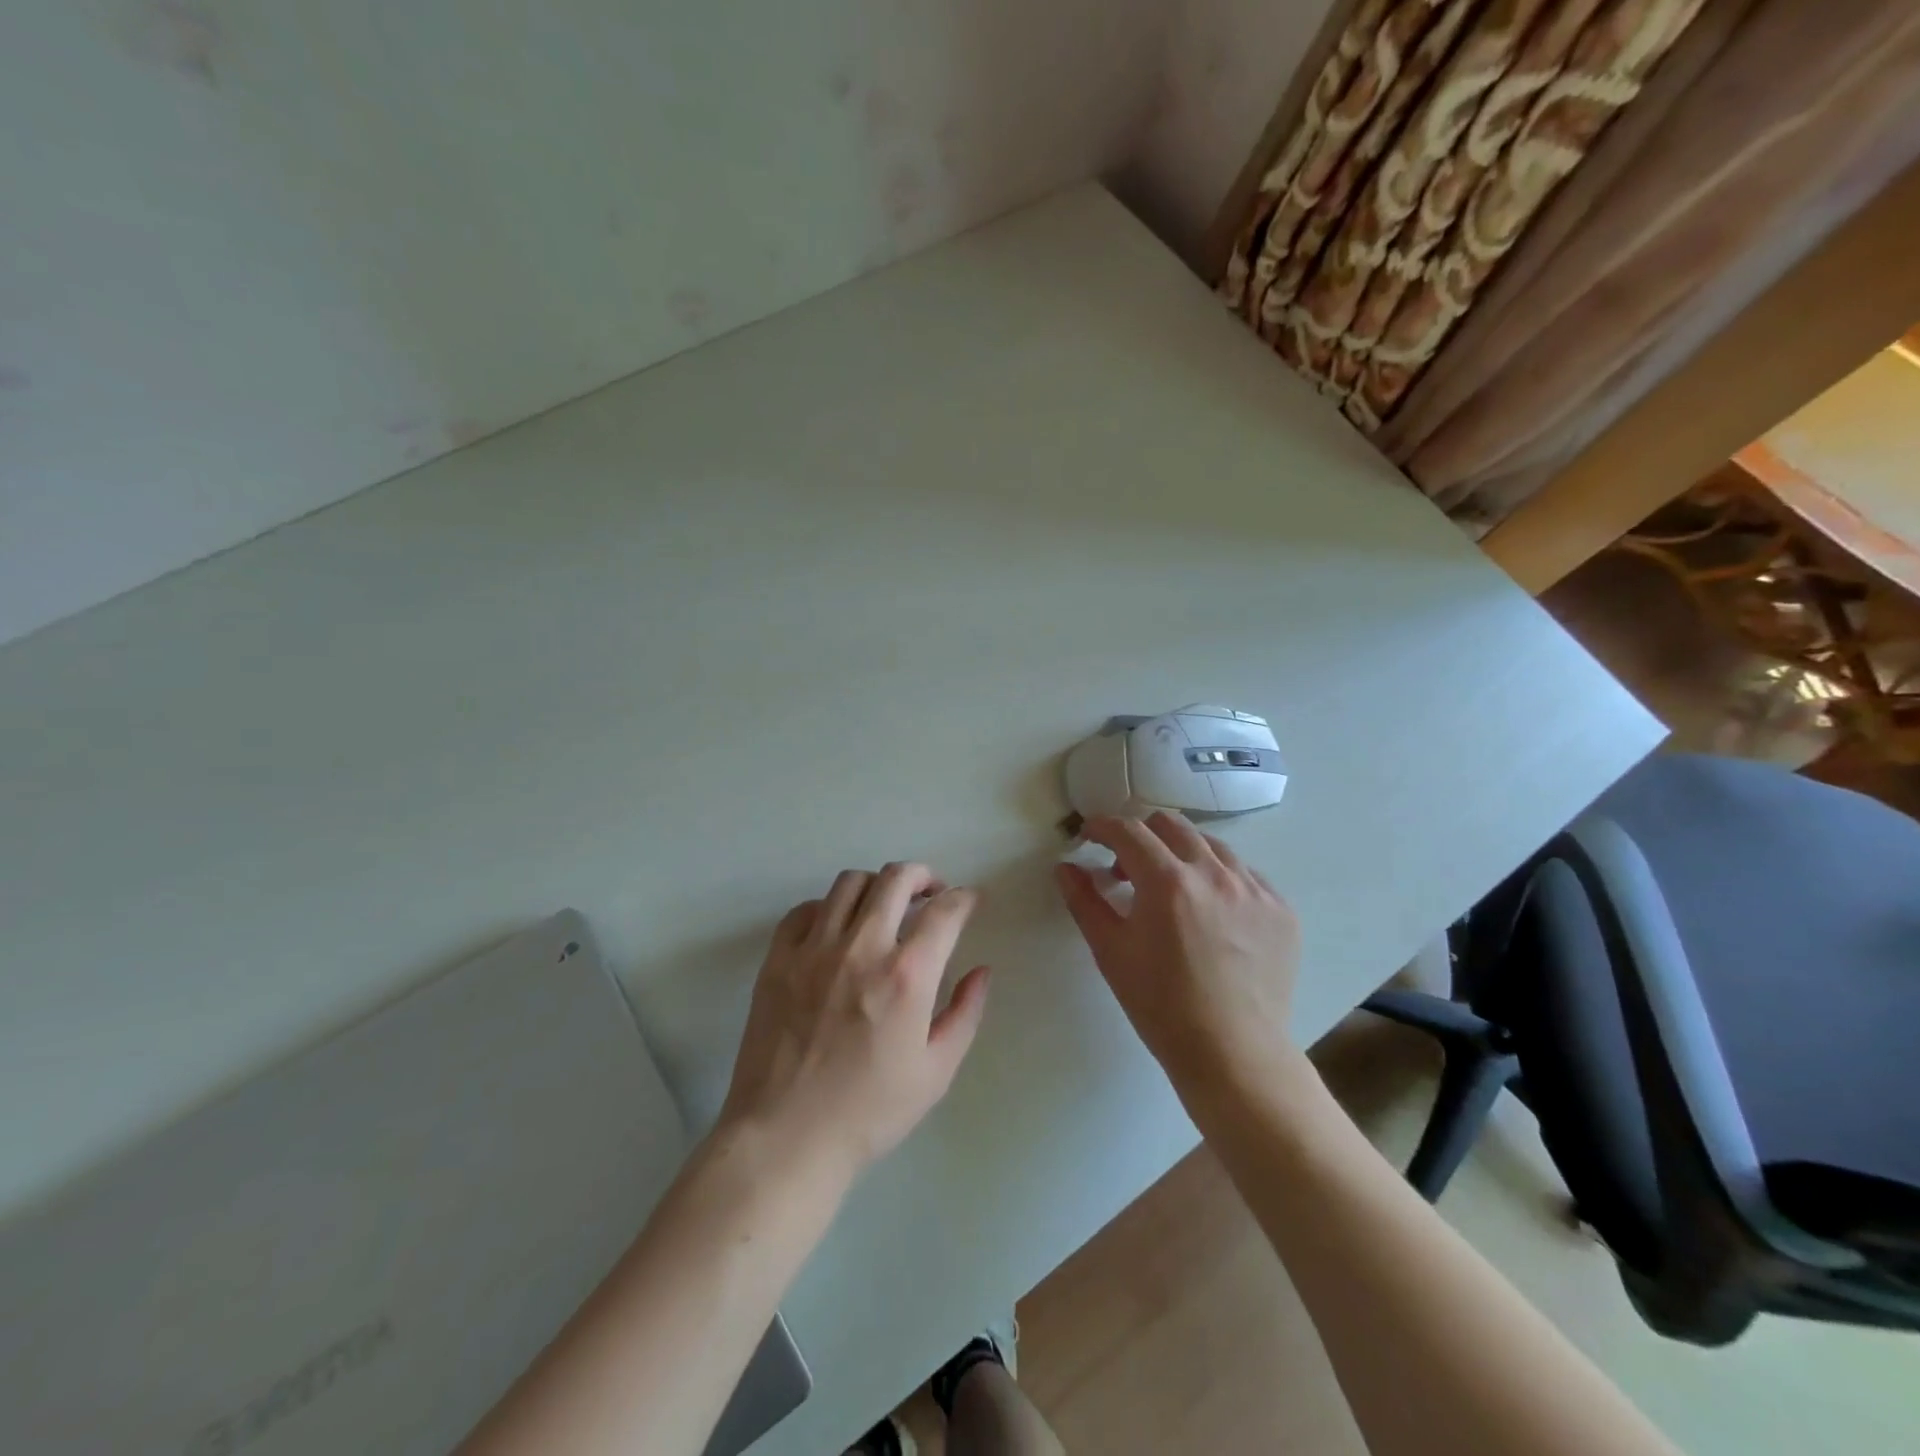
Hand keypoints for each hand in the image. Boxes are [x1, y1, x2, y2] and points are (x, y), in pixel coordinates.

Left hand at [717, 862, 991, 1188]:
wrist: (785, 1138)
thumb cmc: (868, 1112)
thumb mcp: (935, 1072)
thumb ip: (965, 1014)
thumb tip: (981, 971)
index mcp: (906, 976)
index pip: (945, 912)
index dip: (964, 899)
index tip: (969, 902)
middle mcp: (861, 948)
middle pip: (896, 878)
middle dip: (923, 875)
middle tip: (931, 893)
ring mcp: (814, 949)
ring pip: (850, 883)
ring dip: (877, 886)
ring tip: (884, 907)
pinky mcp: (778, 959)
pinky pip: (805, 909)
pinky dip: (828, 907)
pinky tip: (836, 929)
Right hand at [1055, 812, 1300, 1097]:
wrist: (1233, 1054)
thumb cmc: (1161, 1005)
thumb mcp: (1111, 951)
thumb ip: (1085, 900)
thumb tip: (1066, 866)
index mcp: (1168, 882)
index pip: (1129, 831)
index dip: (1103, 826)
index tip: (1090, 834)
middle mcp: (1215, 873)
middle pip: (1172, 825)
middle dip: (1142, 833)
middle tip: (1126, 866)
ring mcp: (1255, 889)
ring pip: (1211, 845)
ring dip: (1181, 853)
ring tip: (1171, 888)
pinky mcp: (1281, 909)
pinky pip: (1245, 874)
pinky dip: (1218, 878)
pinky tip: (1210, 911)